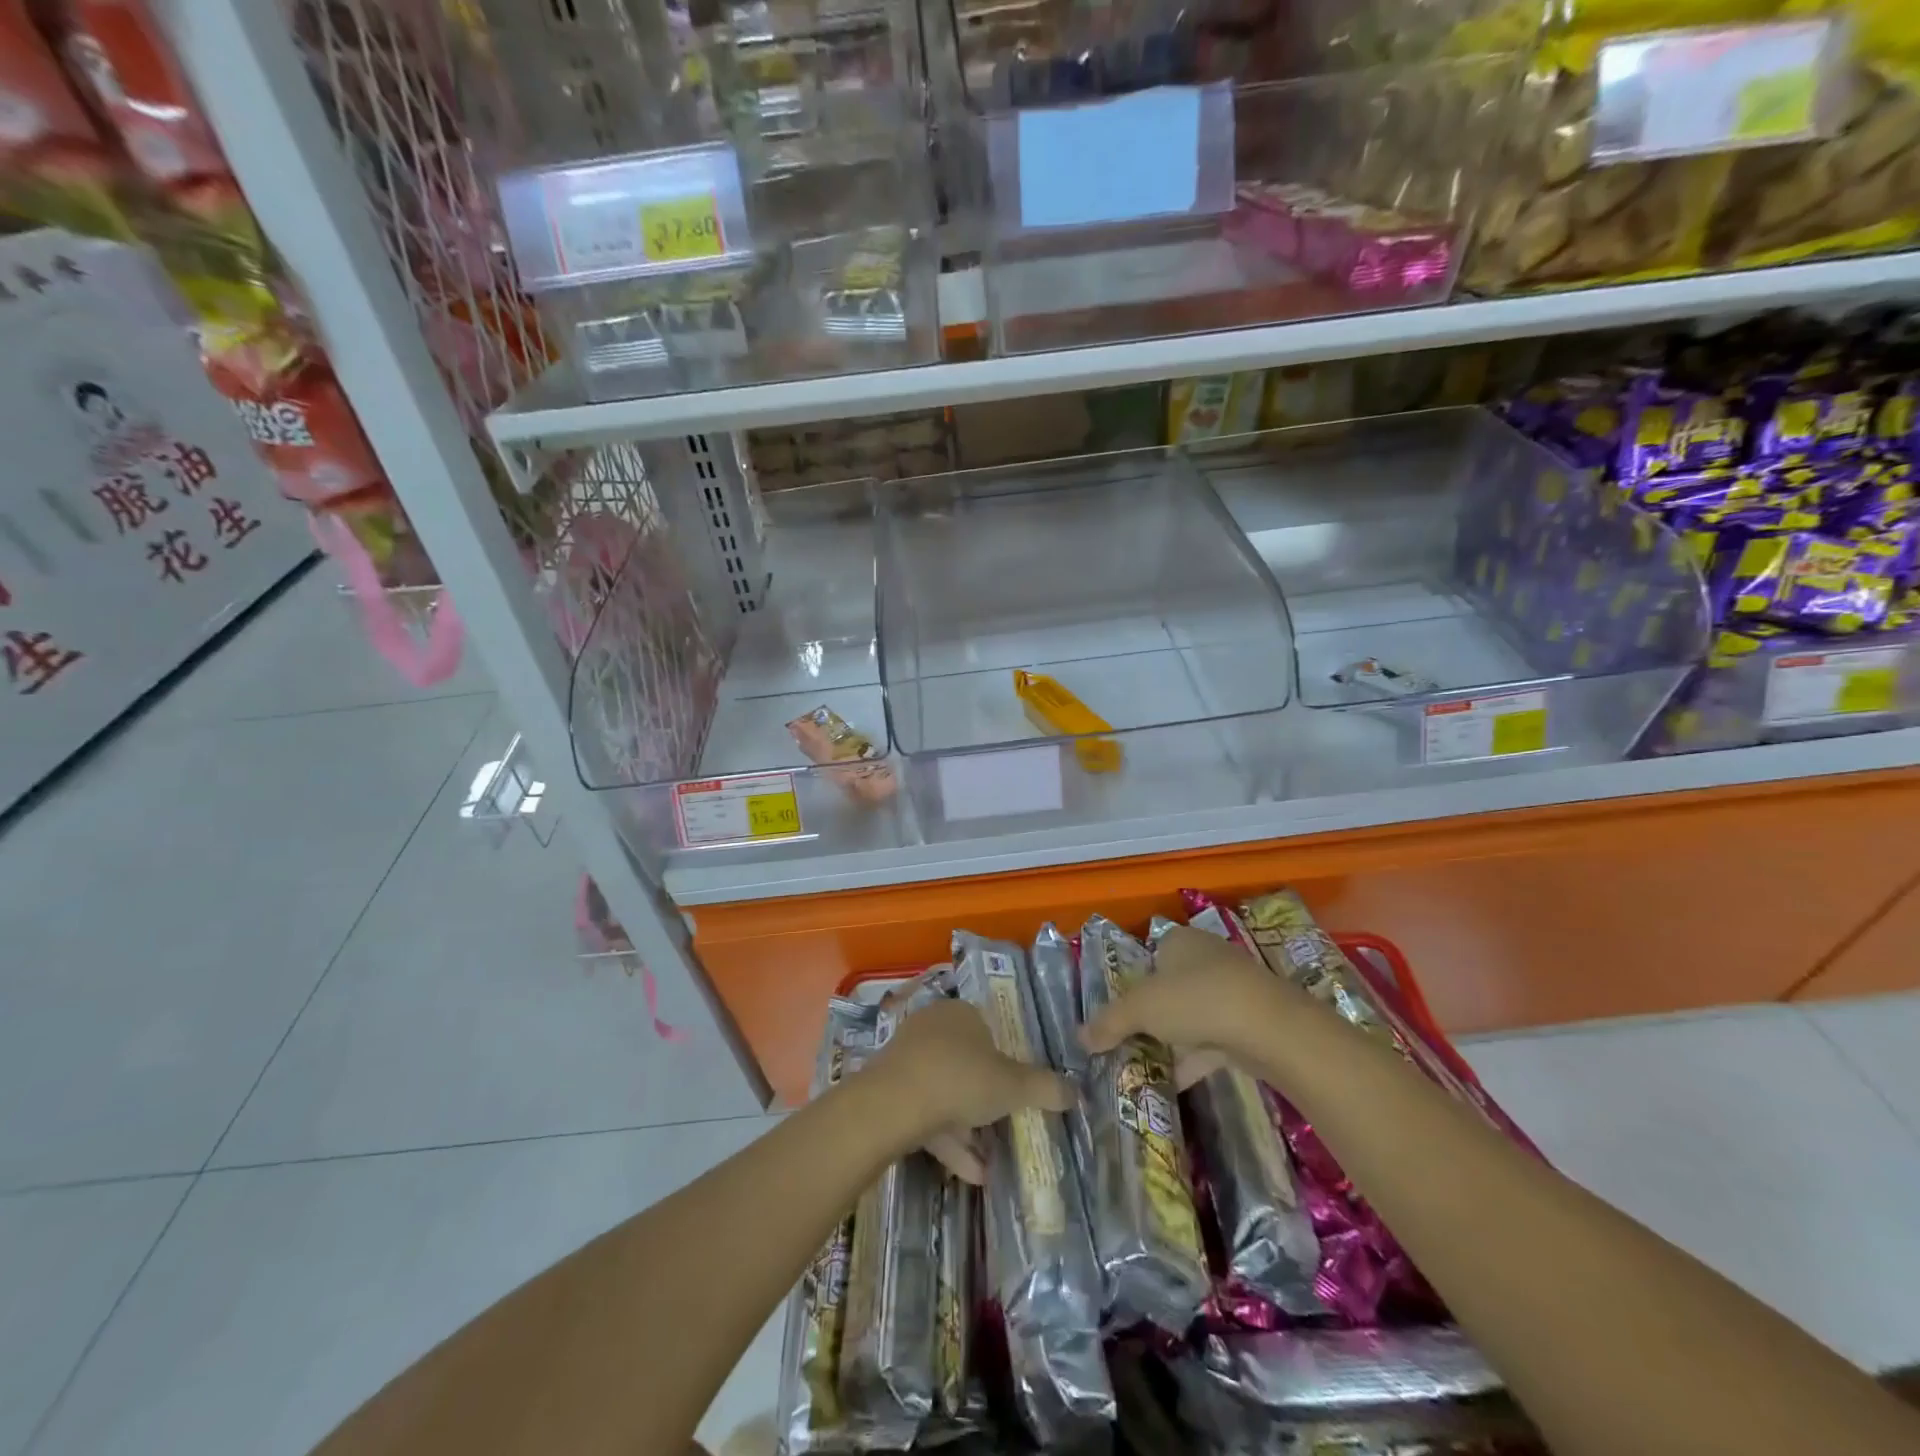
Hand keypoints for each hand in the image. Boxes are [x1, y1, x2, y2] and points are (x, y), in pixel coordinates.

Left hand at [867, 997, 1071, 1183]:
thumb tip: (1076, 1091)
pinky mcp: (890, 1091)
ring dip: (969, 1129)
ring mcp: (908, 1059)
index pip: (989, 1029)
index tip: (1018, 1090)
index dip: (1006, 1060)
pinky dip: (949, 1142)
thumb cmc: (960, 1079)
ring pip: (946, 1093)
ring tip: (992, 1164)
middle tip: (1006, 1126)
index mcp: (961, 1013)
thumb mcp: (1013, 1085)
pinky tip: (972, 1175)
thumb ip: (1045, 1088)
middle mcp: (932, 1028)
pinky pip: (927, 1114)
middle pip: (967, 1064)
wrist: (893, 1104)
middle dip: (986, 1100)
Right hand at [1081, 925, 1304, 1083]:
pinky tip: (1173, 1083)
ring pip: (1193, 1016)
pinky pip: (1213, 1041)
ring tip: (1144, 1066)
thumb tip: (1079, 1037)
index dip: (1134, 981)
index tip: (1119, 1011)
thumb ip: (1109, 1022)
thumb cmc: (1196, 999)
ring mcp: (1233, 991)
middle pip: (1170, 987)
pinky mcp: (1250, 1023)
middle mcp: (1207, 958)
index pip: (1151, 955)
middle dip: (1152, 1015)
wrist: (1269, 1028)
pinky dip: (1193, 1059)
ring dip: (1172, 1040)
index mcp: (1180, 941)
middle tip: (1128, 1040)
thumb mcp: (1140, 1008)